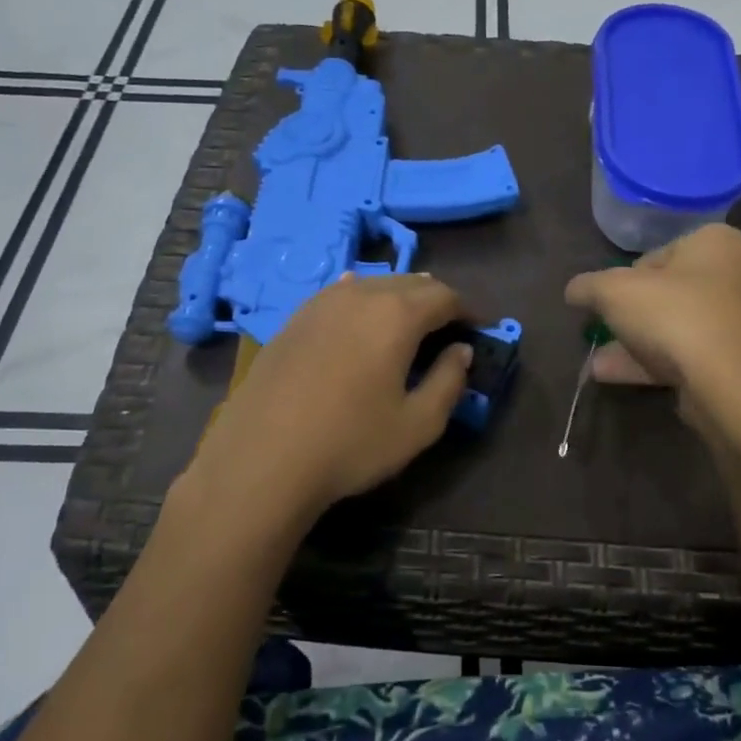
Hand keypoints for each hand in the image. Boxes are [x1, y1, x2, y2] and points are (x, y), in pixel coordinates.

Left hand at [189, 274, 473, 520]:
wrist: (261, 458)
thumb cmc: (350, 443)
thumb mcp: (418, 424)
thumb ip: (449, 381)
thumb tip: (461, 351)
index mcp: (397, 314)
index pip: (445, 296)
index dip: (468, 311)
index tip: (478, 330)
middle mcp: (360, 294)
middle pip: (410, 282)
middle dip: (436, 300)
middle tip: (448, 328)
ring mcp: (321, 303)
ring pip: (373, 284)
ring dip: (399, 297)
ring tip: (408, 323)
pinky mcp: (294, 319)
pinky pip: (340, 294)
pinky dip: (362, 299)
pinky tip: (360, 310)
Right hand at [564, 225, 740, 447]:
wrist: (729, 382)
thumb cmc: (673, 315)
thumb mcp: (612, 291)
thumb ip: (588, 286)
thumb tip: (574, 290)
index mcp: (719, 242)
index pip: (662, 253)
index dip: (627, 278)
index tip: (608, 301)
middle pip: (675, 292)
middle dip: (634, 315)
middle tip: (605, 332)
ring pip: (684, 327)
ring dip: (640, 343)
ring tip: (599, 363)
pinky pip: (695, 355)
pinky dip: (659, 363)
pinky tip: (620, 377)